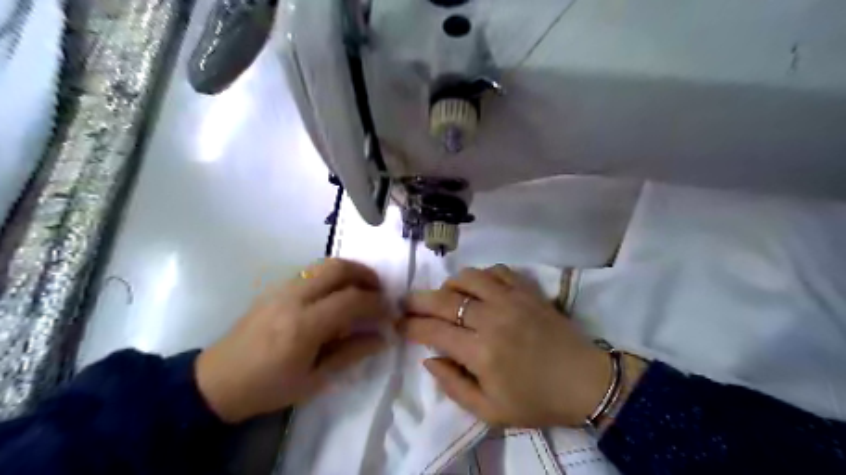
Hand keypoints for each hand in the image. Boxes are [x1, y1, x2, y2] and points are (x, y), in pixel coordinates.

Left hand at [195, 260, 389, 422]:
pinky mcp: (275, 287)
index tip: (389, 312)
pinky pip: (311, 271)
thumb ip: (351, 353)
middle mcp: (293, 298)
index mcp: (303, 326)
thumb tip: (383, 337)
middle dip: (366, 275)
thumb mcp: (315, 380)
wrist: (217, 381)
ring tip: (362, 289)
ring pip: (324, 264)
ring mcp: (282, 288)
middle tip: (379, 291)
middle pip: (338, 268)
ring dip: (350, 271)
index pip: (351, 300)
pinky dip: (332, 275)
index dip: (376, 303)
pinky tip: (337, 293)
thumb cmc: (269, 387)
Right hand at [403, 263, 616, 425]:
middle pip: (444, 300)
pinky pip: (497, 271)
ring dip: (450, 285)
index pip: (434, 331)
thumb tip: (429, 359)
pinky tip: (479, 288)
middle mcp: (492, 319)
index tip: (399, 324)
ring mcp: (511, 299)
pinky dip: (482, 275)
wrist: (585, 381)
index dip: (411, 326)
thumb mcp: (490, 411)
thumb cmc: (536, 400)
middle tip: (407, 302)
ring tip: (446, 296)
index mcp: (481, 352)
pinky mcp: (527, 290)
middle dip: (418, 300)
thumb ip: (453, 386)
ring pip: (468, 277)